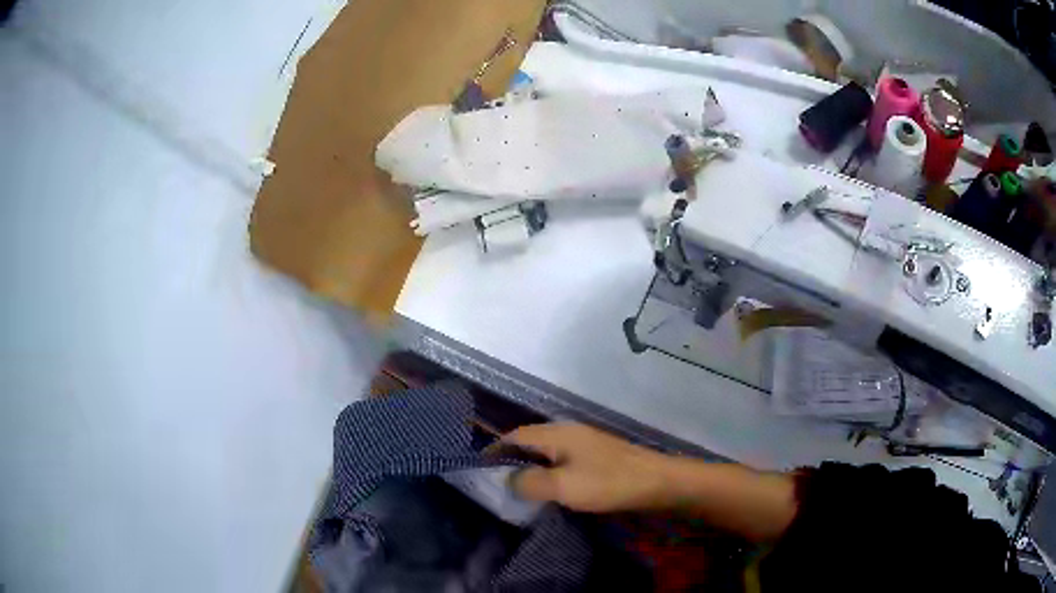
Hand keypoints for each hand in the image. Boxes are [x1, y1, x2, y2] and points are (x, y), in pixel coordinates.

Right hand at [503, 423, 669, 512]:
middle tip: (496, 481)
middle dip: (511, 458)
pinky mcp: (597, 457)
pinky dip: (548, 471)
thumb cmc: (607, 483)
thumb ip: (530, 481)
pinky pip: (562, 461)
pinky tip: (550, 488)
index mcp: (557, 434)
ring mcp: (585, 444)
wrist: (657, 482)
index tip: (479, 468)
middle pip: (530, 441)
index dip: (495, 449)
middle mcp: (569, 432)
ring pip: (547, 451)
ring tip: (518, 487)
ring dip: (530, 466)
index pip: (516, 435)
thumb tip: (509, 479)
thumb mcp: (563, 486)